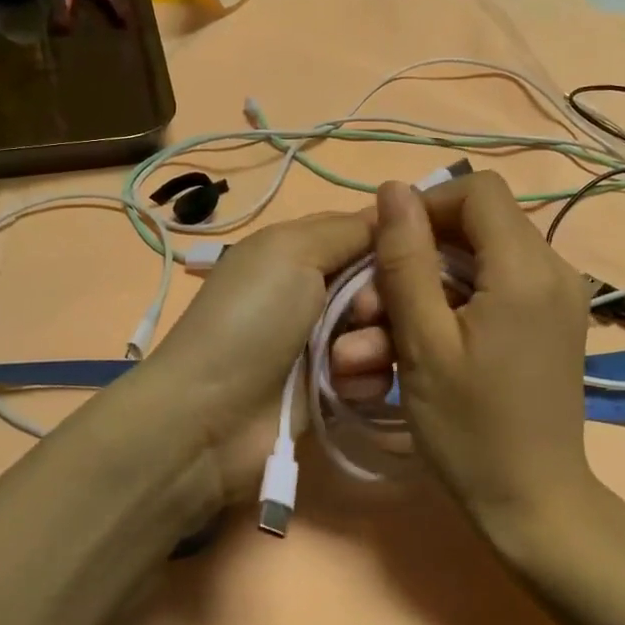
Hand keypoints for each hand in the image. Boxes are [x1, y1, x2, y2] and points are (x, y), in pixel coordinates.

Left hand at [140, 211, 371, 485]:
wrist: (211, 414)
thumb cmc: (251, 318)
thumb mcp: (291, 251)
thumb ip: (348, 229)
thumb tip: (396, 210)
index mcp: (302, 250)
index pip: (367, 232)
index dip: (396, 241)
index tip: (413, 254)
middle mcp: (318, 291)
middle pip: (385, 283)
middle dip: (381, 299)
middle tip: (361, 315)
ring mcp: (328, 341)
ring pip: (388, 331)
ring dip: (373, 345)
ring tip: (341, 362)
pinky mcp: (336, 387)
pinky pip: (379, 374)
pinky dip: (364, 380)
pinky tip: (340, 389)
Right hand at [360, 174, 598, 538]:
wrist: (534, 502)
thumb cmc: (470, 428)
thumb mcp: (423, 342)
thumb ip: (406, 259)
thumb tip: (393, 189)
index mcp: (525, 267)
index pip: (477, 190)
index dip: (427, 206)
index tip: (391, 250)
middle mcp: (554, 268)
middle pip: (480, 222)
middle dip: (424, 252)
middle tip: (381, 303)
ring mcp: (561, 294)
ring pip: (487, 254)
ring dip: (436, 280)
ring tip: (395, 331)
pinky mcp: (557, 319)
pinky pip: (503, 282)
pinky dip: (463, 297)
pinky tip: (434, 339)